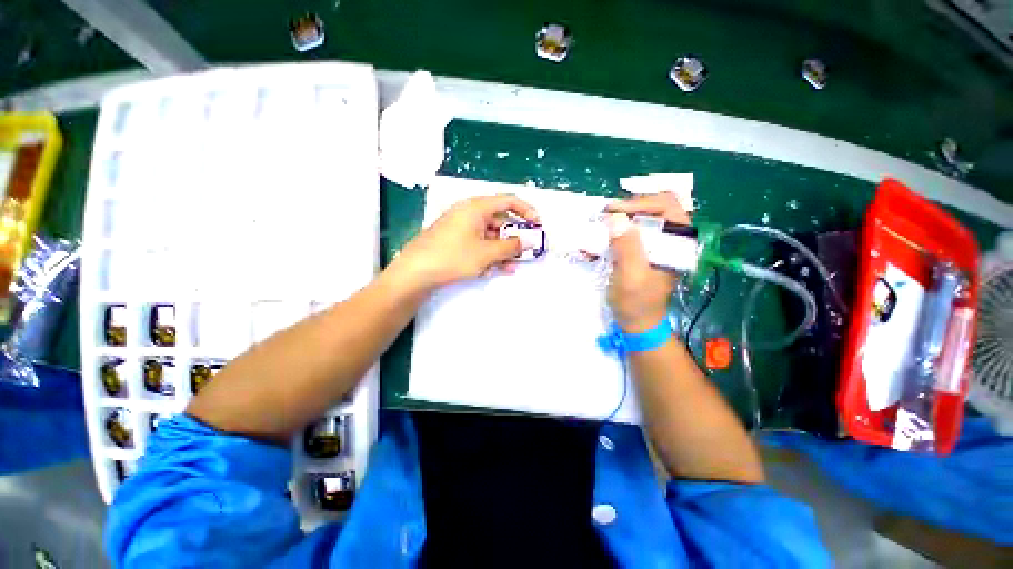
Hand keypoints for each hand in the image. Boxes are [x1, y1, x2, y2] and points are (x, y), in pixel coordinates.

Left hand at [395, 194, 539, 288]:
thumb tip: (529, 241)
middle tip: (528, 250)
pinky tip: (500, 268)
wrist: (416, 272)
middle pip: (500, 220)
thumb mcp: (487, 253)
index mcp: (477, 207)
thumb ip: (511, 246)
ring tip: (515, 264)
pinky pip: (480, 244)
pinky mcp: (457, 241)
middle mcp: (470, 213)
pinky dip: (491, 254)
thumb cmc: (453, 256)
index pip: (509, 201)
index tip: (538, 225)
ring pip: (491, 235)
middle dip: (516, 236)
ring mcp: (462, 227)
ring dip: (505, 249)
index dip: (527, 211)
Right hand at [606, 193, 690, 332]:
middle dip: (625, 210)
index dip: (639, 202)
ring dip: (615, 222)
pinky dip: (610, 235)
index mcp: (678, 243)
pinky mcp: (642, 251)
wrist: (636, 323)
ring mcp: (656, 244)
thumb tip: (616, 218)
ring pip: (638, 219)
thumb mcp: (630, 277)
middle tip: (602, 217)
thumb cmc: (637, 303)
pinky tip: (595, 245)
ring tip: (596, 229)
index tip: (613, 211)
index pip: (666, 206)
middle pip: (651, 208)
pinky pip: (628, 233)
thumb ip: (626, 248)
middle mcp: (670, 239)